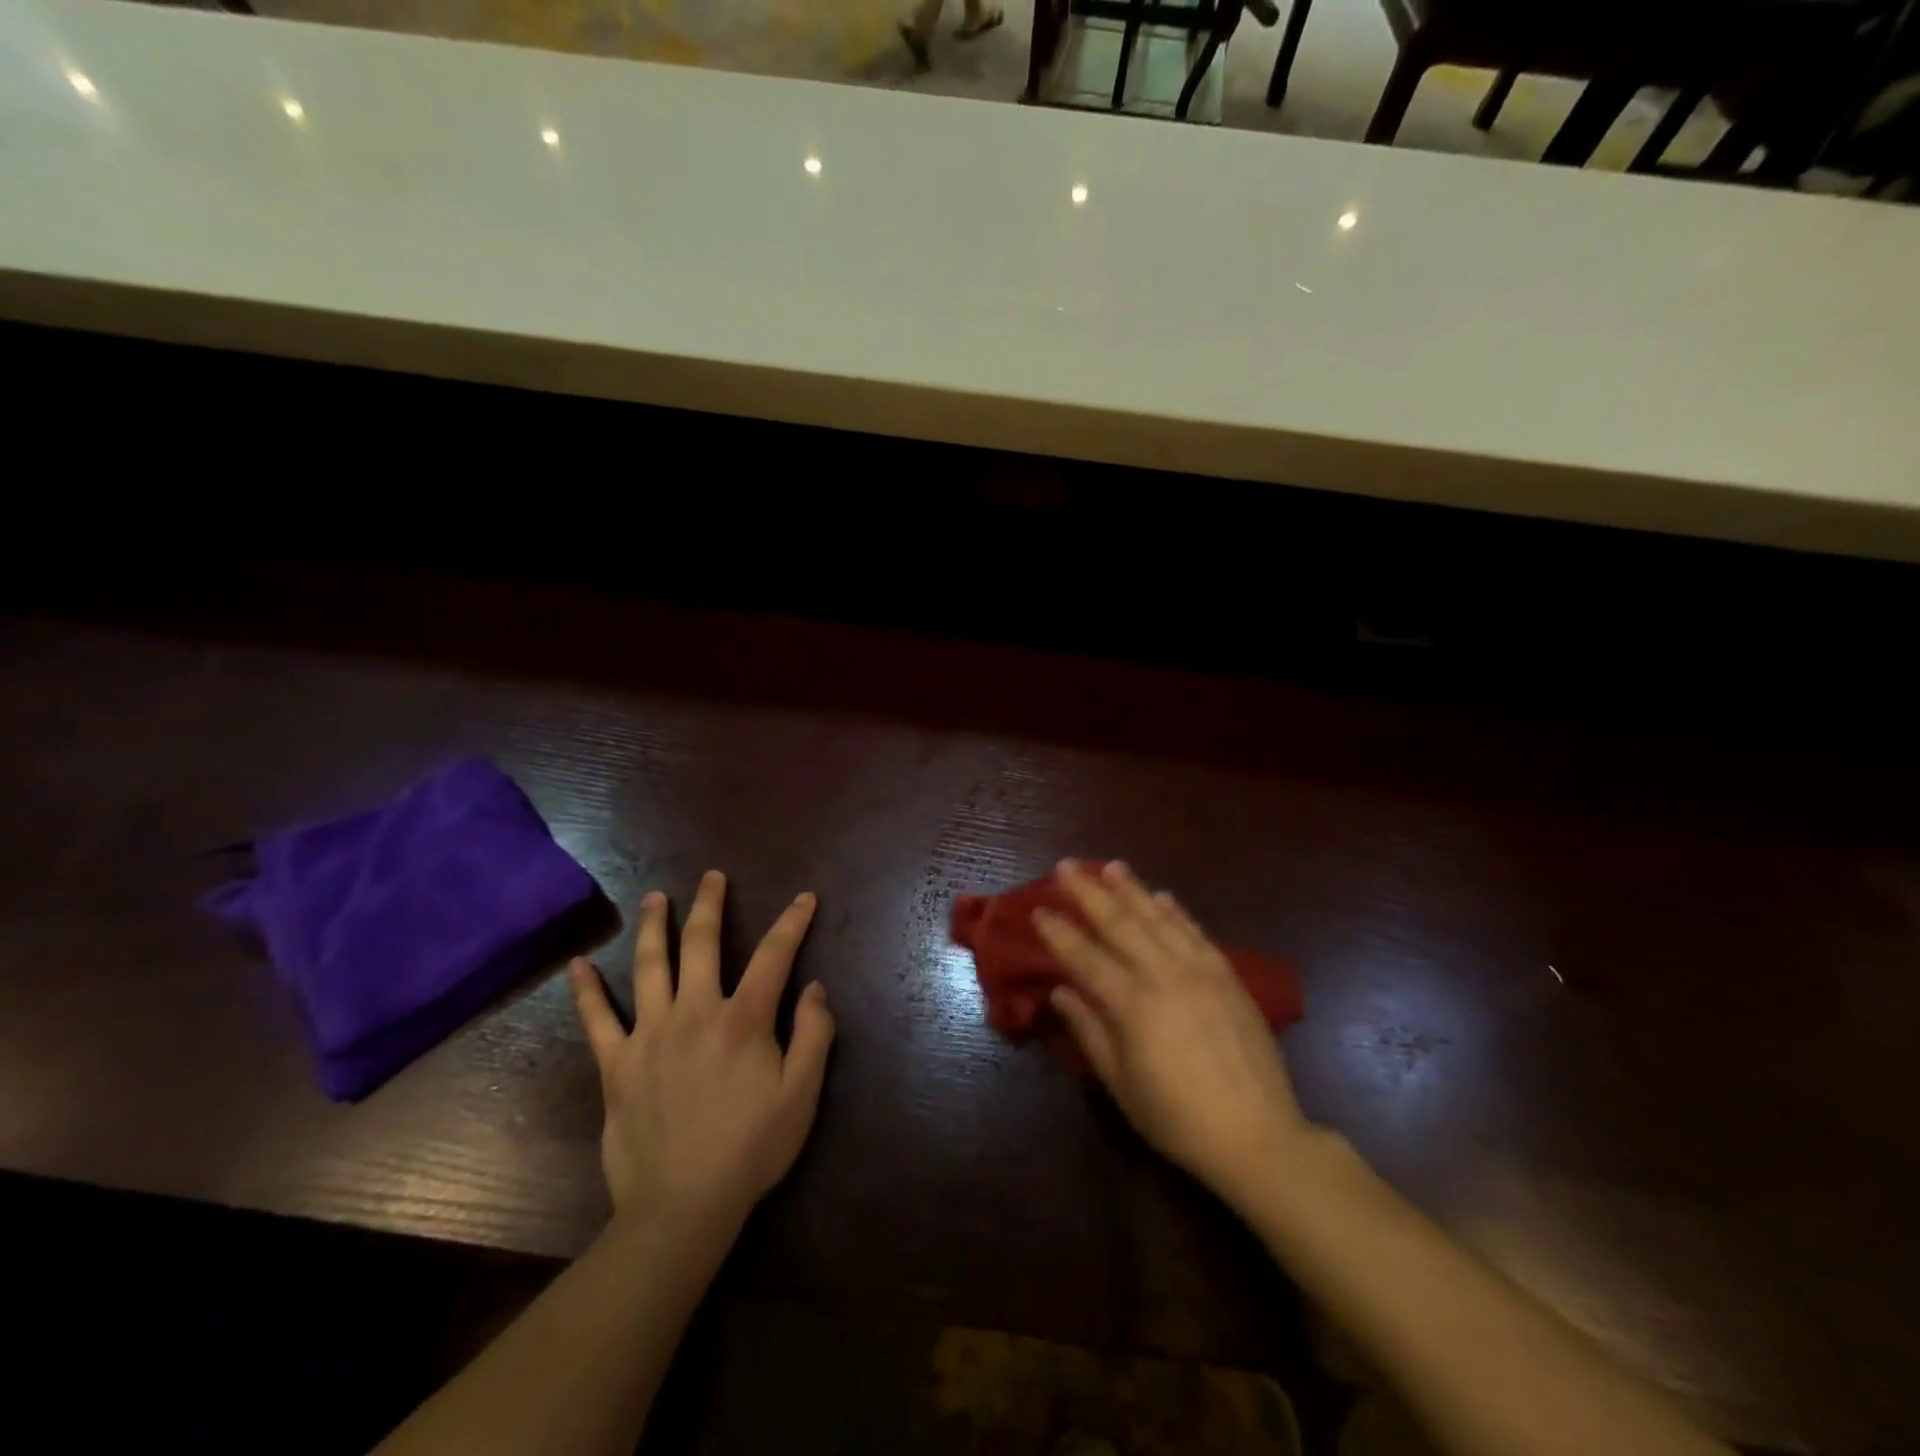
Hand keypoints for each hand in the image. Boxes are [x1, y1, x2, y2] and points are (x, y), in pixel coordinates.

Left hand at [570, 871, 835, 1235]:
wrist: (682, 1206)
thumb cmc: (751, 1148)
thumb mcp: (802, 1094)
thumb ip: (814, 1034)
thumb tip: (813, 986)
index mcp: (743, 1019)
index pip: (774, 955)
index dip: (792, 922)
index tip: (804, 897)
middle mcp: (695, 1012)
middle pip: (702, 943)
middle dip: (711, 905)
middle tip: (712, 877)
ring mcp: (650, 1034)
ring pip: (650, 966)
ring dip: (656, 926)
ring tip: (657, 897)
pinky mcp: (616, 1064)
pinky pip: (597, 1020)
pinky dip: (587, 991)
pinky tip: (580, 965)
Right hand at [1037, 860, 1310, 1202]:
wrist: (1259, 1136)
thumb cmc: (1178, 1119)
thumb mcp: (1121, 1084)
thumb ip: (1089, 1031)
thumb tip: (1061, 991)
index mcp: (1132, 1006)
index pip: (1085, 957)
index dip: (1059, 932)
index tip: (1038, 909)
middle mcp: (1164, 975)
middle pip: (1119, 923)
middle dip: (1088, 892)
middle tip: (1066, 866)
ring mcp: (1200, 971)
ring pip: (1158, 918)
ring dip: (1132, 889)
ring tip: (1110, 865)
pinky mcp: (1228, 976)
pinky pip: (1196, 932)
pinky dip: (1176, 911)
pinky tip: (1162, 895)